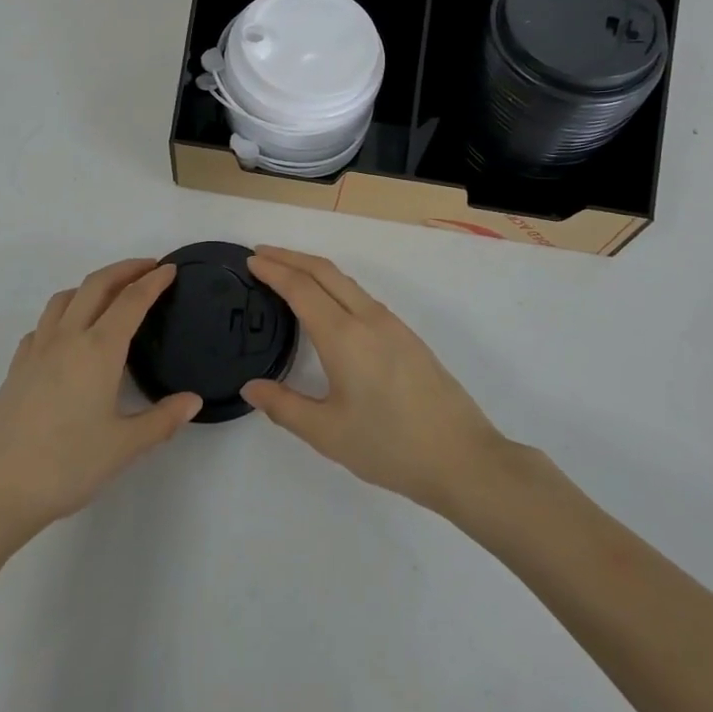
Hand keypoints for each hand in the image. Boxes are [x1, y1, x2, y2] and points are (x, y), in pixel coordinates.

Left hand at [0, 259, 200, 546]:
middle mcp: (67, 338)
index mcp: (98, 349)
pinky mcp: (16, 368)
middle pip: (96, 285)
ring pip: (65, 298)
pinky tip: (67, 336)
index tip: (170, 269)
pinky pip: (43, 324)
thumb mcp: (123, 447)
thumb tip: (193, 400)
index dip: (153, 282)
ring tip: (109, 295)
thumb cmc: (65, 466)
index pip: (131, 301)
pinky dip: (63, 314)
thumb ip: (162, 420)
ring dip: (91, 285)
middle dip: (124, 270)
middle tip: (148, 267)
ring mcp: (37, 350)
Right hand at [240, 247, 512, 516]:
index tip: (251, 260)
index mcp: (344, 336)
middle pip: (324, 271)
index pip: (301, 288)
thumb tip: (250, 387)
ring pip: (345, 281)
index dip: (274, 270)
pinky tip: (327, 304)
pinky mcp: (406, 336)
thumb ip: (284, 407)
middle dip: (290, 257)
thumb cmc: (389, 446)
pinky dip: (333, 285)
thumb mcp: (328, 433)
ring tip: (287, 274)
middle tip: (261, 254)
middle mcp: (368, 318)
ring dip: (313, 269)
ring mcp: (391, 324)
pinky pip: (361, 296)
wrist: (462, 457)